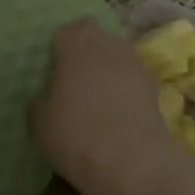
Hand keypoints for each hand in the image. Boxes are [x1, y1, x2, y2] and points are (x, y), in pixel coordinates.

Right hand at [34, 20, 176, 194]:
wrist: (130, 161)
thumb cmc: (75, 132)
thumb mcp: (39, 121)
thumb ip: (41, 100)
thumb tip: (47, 97)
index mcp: (76, 40)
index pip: (65, 33)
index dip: (59, 51)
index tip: (52, 73)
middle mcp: (109, 41)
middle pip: (95, 42)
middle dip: (85, 59)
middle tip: (73, 87)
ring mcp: (136, 62)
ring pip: (116, 62)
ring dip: (108, 76)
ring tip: (96, 106)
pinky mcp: (155, 87)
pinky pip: (132, 84)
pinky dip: (125, 95)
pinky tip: (117, 119)